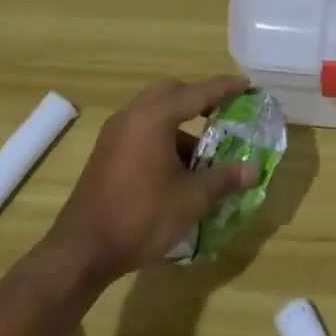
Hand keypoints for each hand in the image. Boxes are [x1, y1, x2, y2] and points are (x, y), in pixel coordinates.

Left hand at [47, 76, 260, 282]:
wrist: (83, 251)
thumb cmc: (141, 216)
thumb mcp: (192, 199)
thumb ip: (224, 178)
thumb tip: (253, 168)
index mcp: (153, 118)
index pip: (198, 93)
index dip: (225, 88)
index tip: (247, 83)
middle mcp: (132, 117)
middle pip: (171, 93)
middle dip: (199, 98)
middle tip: (225, 110)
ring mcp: (115, 135)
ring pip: (155, 114)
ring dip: (182, 124)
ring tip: (207, 150)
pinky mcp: (107, 154)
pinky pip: (143, 132)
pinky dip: (165, 138)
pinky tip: (180, 168)